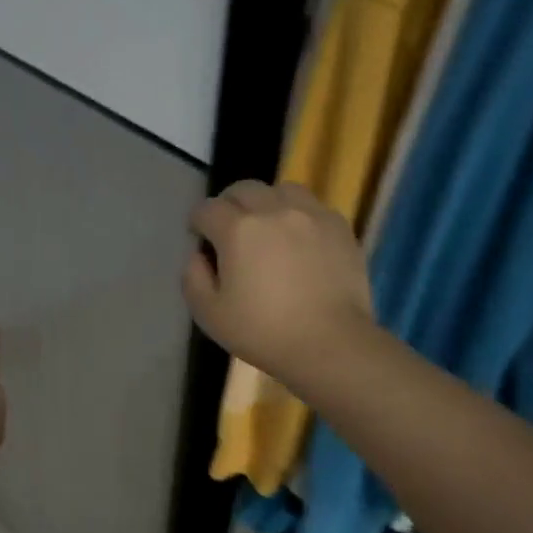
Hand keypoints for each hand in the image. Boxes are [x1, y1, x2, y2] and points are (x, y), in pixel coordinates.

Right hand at [183, 182, 376, 386]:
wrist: (329, 343)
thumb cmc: (262, 332)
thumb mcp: (209, 314)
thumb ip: (193, 278)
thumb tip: (198, 256)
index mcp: (238, 230)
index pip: (208, 209)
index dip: (197, 222)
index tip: (198, 237)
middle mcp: (274, 211)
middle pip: (244, 189)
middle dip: (229, 204)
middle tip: (228, 229)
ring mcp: (311, 215)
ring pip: (282, 189)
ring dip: (267, 202)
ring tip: (267, 227)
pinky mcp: (340, 227)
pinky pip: (313, 207)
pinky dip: (299, 215)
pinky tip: (299, 241)